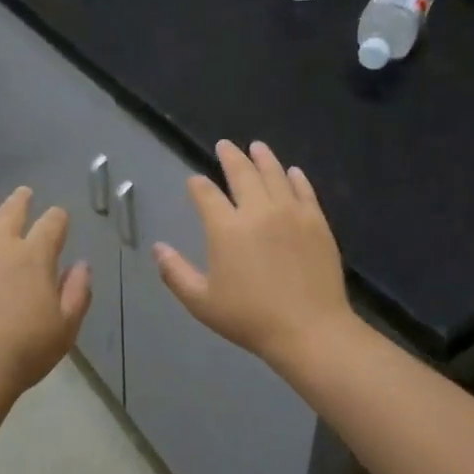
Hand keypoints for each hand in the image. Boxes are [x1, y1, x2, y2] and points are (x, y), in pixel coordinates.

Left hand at [0, 187, 91, 398]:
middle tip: (23, 194)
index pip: (52, 223)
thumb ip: (77, 292)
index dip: (58, 218)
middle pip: (11, 209)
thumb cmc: (23, 351)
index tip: (59, 218)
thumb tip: (82, 265)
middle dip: (21, 199)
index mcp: (34, 255)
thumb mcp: (65, 328)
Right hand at [153, 140, 350, 369]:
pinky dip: (296, 178)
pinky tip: (293, 172)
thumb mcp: (202, 302)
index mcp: (226, 228)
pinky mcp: (316, 222)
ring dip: (263, 158)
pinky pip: (304, 191)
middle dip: (230, 156)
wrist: (309, 329)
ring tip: (257, 146)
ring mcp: (290, 213)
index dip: (198, 186)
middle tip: (225, 145)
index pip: (206, 195)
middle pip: (242, 173)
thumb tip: (158, 248)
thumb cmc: (250, 318)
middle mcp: (257, 211)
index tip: (194, 181)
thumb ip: (176, 273)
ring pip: (274, 174)